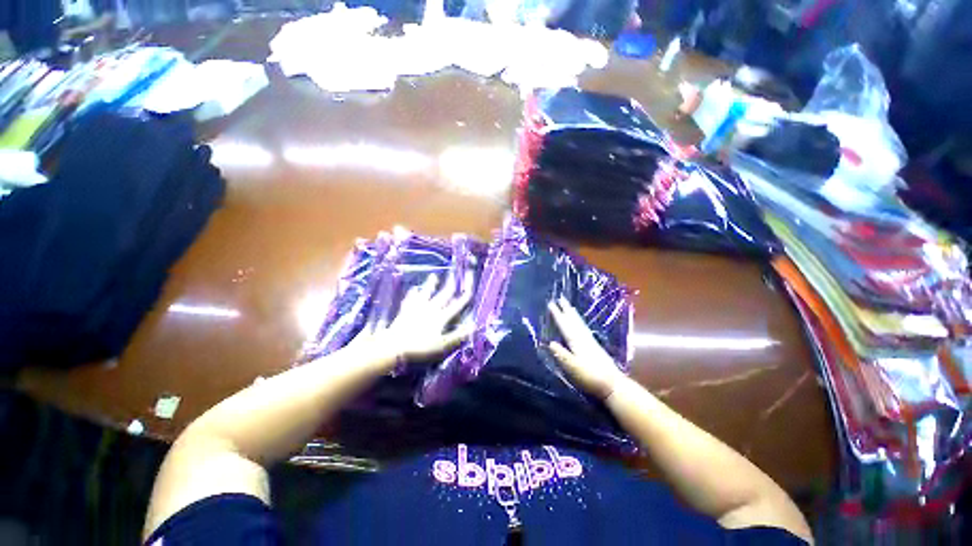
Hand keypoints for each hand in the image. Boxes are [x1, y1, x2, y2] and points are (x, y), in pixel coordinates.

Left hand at [348, 273, 474, 369]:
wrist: (393, 346)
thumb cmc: (420, 347)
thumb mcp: (442, 345)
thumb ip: (458, 336)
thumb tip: (474, 326)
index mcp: (441, 317)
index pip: (456, 305)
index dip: (465, 296)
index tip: (471, 289)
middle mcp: (431, 308)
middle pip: (442, 294)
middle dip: (450, 285)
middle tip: (453, 275)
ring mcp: (417, 308)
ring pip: (426, 293)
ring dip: (430, 284)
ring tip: (433, 275)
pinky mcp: (405, 311)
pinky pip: (410, 299)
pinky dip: (412, 293)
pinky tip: (413, 289)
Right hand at [548, 295, 628, 399]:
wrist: (614, 386)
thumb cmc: (591, 378)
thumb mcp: (574, 368)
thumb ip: (563, 355)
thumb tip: (550, 343)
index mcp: (577, 343)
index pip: (565, 326)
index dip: (558, 315)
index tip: (551, 303)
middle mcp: (584, 339)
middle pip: (574, 321)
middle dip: (566, 310)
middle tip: (561, 298)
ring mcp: (591, 343)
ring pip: (580, 324)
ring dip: (573, 315)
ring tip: (569, 307)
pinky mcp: (595, 348)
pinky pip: (584, 329)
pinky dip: (580, 323)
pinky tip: (581, 325)